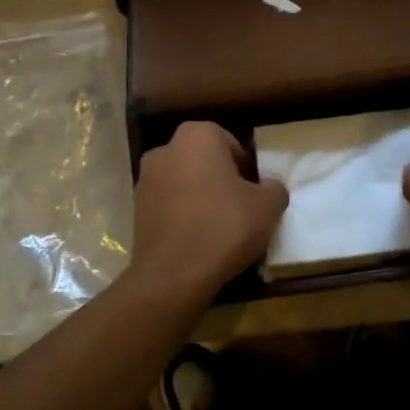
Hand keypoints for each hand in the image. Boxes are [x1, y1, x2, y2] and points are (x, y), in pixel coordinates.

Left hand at [131, 122, 288, 298]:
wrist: (174, 274)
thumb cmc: (224, 227)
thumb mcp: (267, 207)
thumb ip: (274, 188)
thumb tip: (270, 187)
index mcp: (197, 136)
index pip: (230, 142)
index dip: (246, 166)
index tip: (255, 191)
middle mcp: (165, 149)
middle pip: (204, 160)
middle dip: (221, 179)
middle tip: (241, 206)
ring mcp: (145, 180)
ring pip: (184, 182)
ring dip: (201, 197)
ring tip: (220, 226)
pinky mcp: (136, 210)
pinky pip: (169, 205)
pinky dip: (183, 215)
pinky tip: (199, 239)